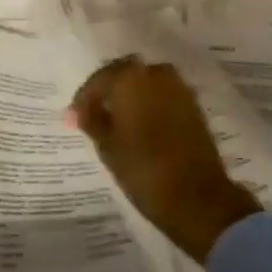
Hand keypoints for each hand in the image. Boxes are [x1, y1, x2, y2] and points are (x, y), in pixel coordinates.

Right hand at [68, 57, 260, 262]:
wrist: (197, 197)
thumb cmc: (143, 169)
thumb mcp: (107, 146)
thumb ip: (91, 120)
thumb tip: (75, 111)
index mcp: (130, 78)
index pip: (99, 79)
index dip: (84, 98)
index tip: (74, 118)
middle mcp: (156, 74)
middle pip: (125, 74)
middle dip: (109, 91)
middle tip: (95, 114)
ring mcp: (179, 88)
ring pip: (146, 83)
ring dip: (131, 96)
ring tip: (118, 121)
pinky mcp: (194, 106)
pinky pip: (164, 96)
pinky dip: (150, 104)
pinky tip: (140, 126)